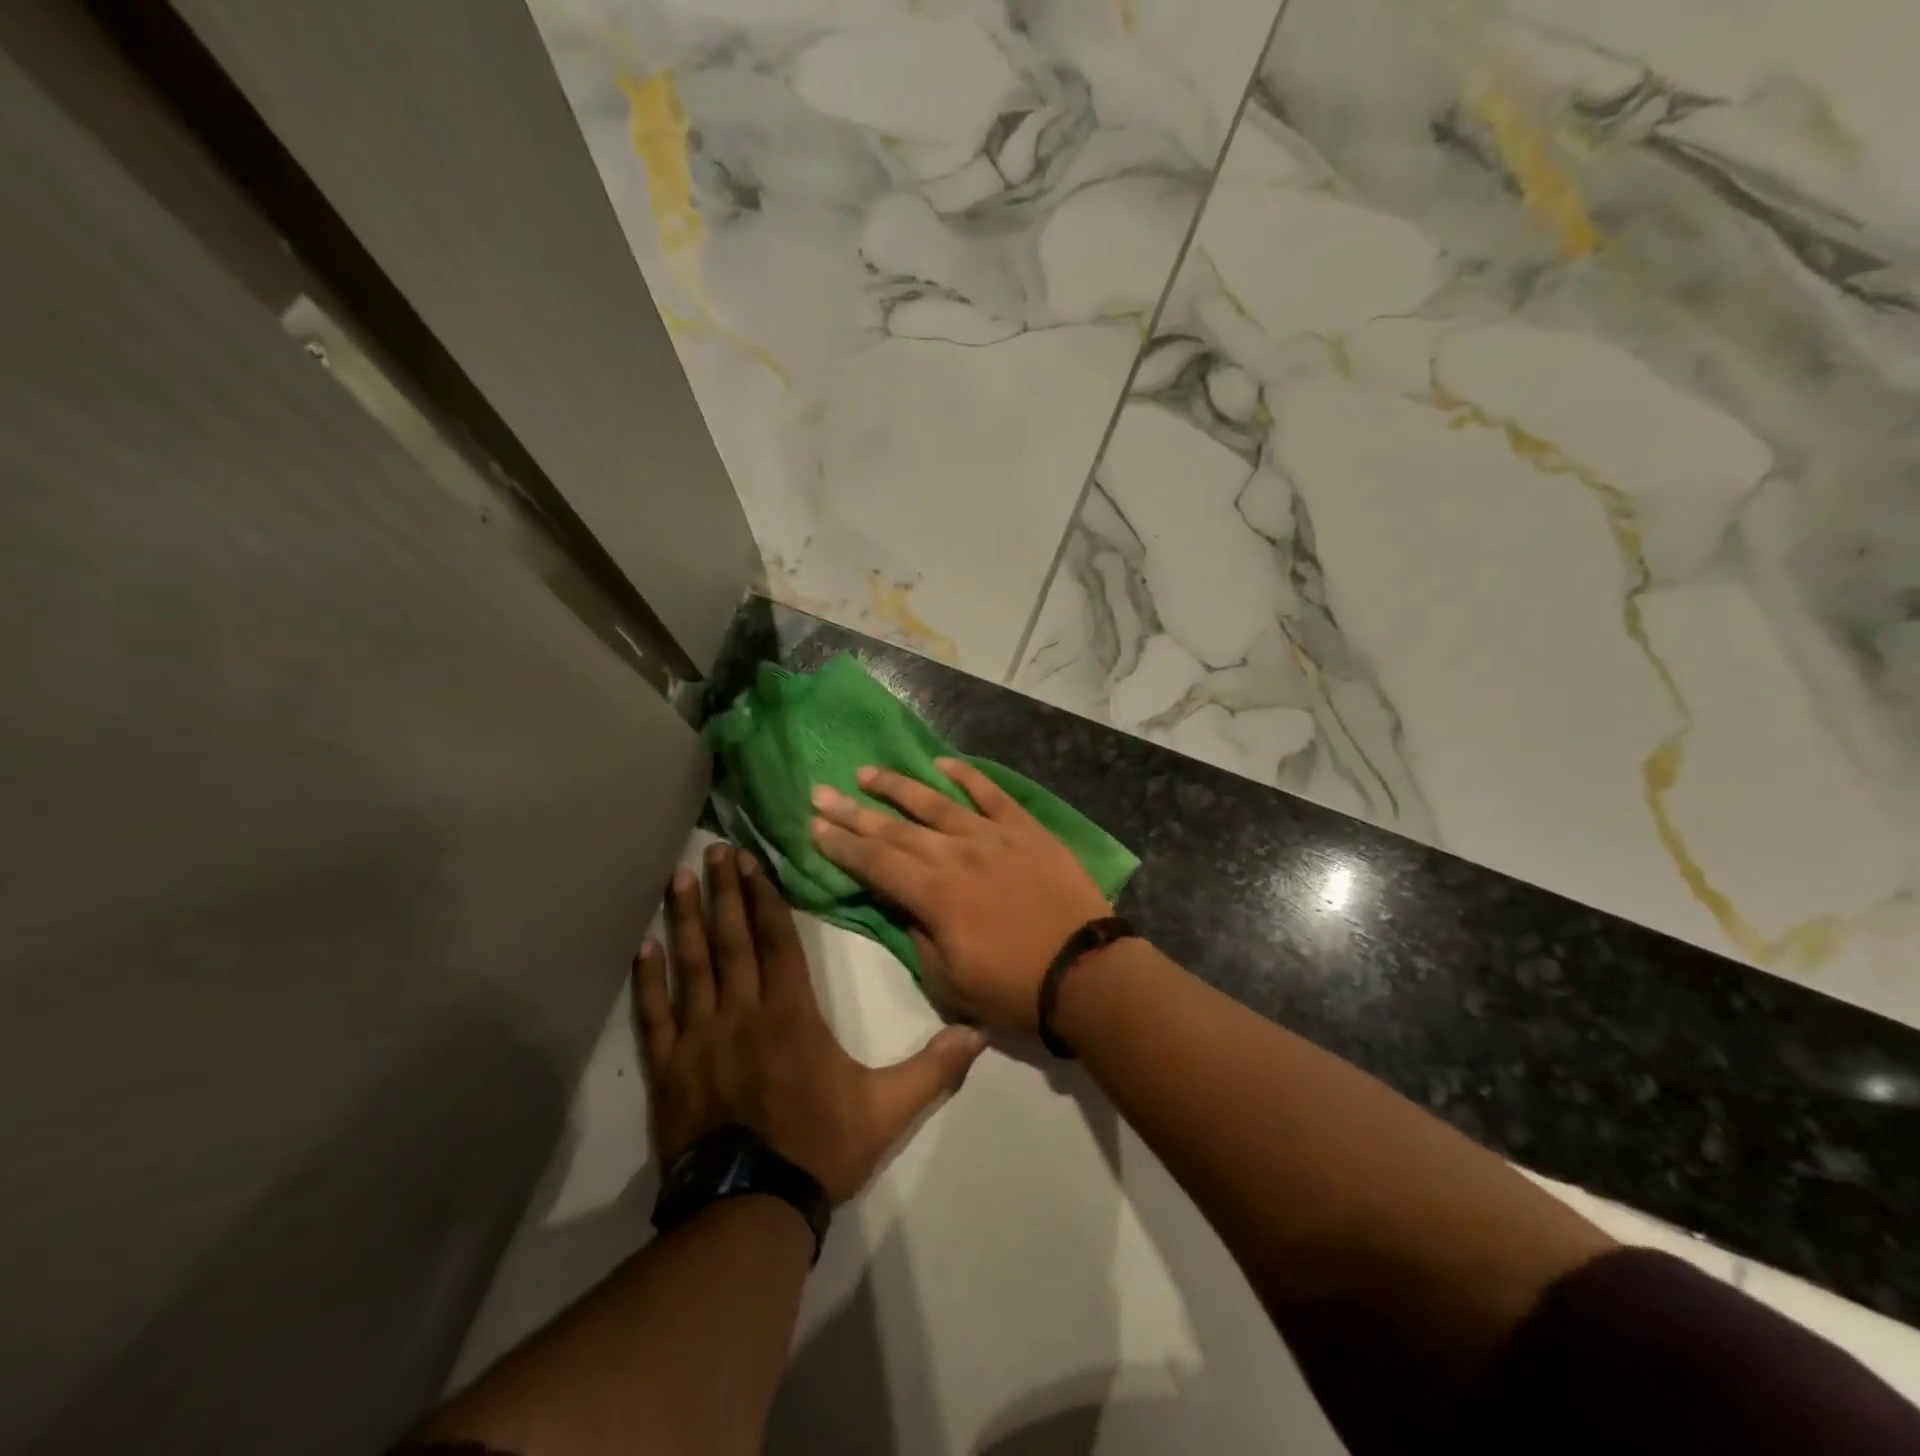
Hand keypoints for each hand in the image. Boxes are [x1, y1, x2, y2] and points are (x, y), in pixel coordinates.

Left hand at [634, 843, 986, 1205]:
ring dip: (685, 919)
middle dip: (724, 891)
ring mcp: (699, 1038)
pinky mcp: (669, 1068)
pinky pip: (655, 1014)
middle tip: (713, 850)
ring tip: (678, 878)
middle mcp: (742, 1011)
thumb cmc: (818, 1149)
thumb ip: (932, 1069)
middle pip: (731, 939)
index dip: (762, 896)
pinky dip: (648, 979)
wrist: (748, 1211)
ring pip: (691, 965)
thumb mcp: (887, 1110)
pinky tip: (643, 947)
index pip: (775, 939)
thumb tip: (979, 1035)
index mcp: (791, 1012)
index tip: (750, 861)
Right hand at [808, 758, 1113, 1031]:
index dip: (840, 844)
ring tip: (866, 772)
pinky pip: (991, 794)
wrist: (1086, 972)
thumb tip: (902, 902)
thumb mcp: (949, 979)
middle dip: (853, 811)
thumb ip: (917, 934)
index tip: (813, 825)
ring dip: (897, 787)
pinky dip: (965, 776)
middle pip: (894, 827)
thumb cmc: (1013, 986)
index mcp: (933, 894)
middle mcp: (955, 853)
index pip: (874, 862)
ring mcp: (992, 835)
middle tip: (820, 791)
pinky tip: (942, 763)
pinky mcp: (1025, 829)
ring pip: (935, 802)